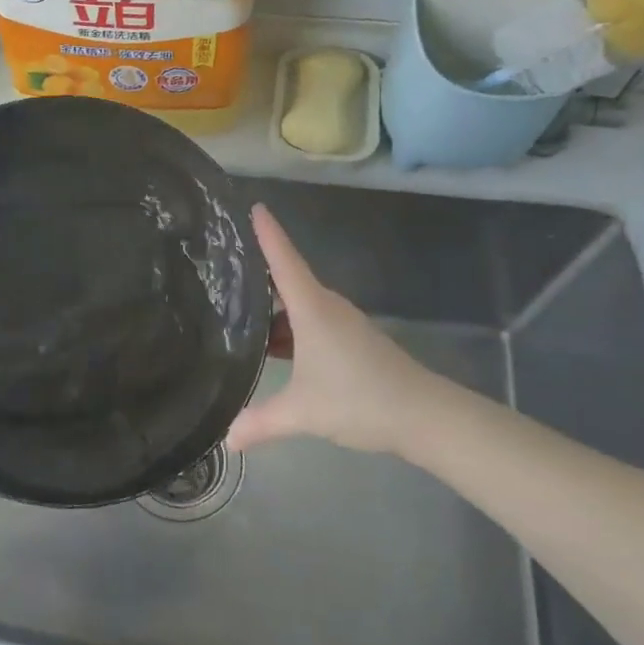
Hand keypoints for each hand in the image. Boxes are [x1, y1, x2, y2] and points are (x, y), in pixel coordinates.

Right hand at [227, 205, 451, 457]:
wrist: (425, 416)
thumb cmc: (360, 399)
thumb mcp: (302, 412)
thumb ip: (261, 422)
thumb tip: (227, 438)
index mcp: (311, 309)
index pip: (283, 260)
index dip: (267, 232)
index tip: (252, 205)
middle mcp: (326, 307)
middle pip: (286, 279)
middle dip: (256, 271)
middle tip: (219, 267)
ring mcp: (340, 323)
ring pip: (297, 305)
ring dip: (270, 307)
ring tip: (233, 310)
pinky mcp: (349, 340)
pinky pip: (308, 321)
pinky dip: (286, 326)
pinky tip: (269, 347)